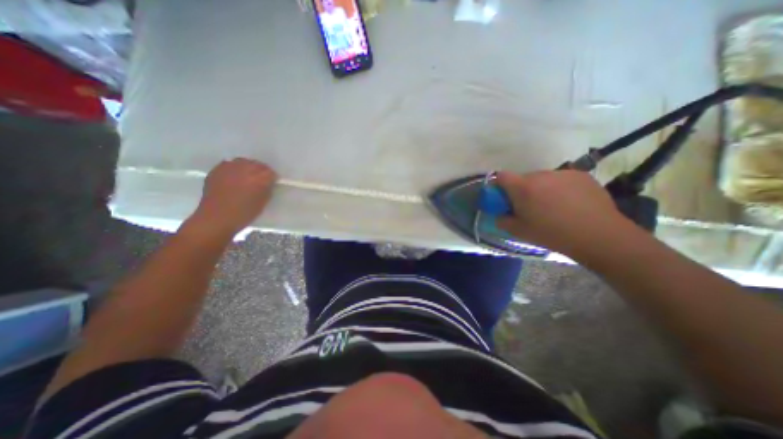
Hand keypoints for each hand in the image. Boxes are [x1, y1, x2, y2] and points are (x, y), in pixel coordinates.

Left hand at [190, 157, 277, 235]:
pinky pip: (229, 164)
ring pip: (243, 161)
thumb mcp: (263, 202)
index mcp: (259, 179)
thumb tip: (269, 183)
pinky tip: (234, 177)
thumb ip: (268, 189)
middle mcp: (244, 169)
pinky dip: (234, 168)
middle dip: (260, 170)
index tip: (272, 183)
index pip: (270, 172)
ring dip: (247, 167)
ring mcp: (229, 168)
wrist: (216, 218)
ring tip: (247, 176)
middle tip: (261, 179)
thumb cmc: (244, 214)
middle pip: (257, 164)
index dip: (272, 178)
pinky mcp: (216, 170)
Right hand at [495, 169, 628, 255]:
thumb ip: (502, 220)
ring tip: (553, 206)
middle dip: (522, 190)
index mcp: (522, 187)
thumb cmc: (551, 234)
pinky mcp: (581, 175)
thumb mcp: (519, 231)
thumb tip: (499, 215)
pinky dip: (559, 188)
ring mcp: (562, 173)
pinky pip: (561, 179)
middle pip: (523, 178)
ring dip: (541, 189)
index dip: (499, 185)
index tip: (503, 197)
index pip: (501, 176)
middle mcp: (540, 175)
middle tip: (530, 207)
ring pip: (543, 179)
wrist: (598, 235)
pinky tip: (570, 203)